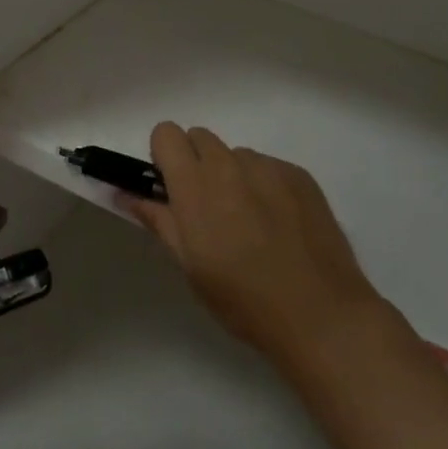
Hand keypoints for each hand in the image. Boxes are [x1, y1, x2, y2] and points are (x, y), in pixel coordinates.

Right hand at [121, 123, 380, 367]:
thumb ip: (158, 220)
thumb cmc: (242, 299)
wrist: (320, 315)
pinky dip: (264, 186)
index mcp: (195, 185)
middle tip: (206, 208)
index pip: (166, 133)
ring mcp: (269, 167)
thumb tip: (127, 194)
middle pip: (200, 137)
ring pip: (236, 155)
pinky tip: (279, 226)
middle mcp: (230, 165)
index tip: (171, 188)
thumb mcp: (189, 265)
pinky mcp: (301, 176)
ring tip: (250, 223)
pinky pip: (269, 167)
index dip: (164, 157)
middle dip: (195, 163)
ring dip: (232, 176)